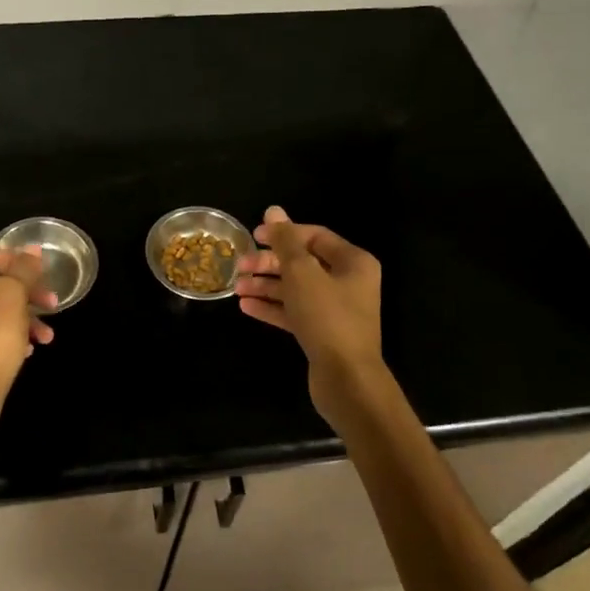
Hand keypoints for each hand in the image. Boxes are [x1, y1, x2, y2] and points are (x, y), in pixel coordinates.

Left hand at [0, 246, 56, 442]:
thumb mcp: (12, 296)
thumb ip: (22, 270)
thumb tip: (31, 250)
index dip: (18, 260)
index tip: (43, 273)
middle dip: (27, 292)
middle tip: (53, 303)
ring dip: (25, 318)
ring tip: (48, 336)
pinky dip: (11, 337)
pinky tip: (30, 350)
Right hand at [235, 206, 385, 422]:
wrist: (347, 379)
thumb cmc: (326, 318)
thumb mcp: (301, 273)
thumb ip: (285, 241)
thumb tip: (273, 210)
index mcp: (353, 262)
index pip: (313, 236)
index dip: (282, 233)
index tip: (252, 236)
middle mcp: (348, 282)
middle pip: (302, 262)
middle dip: (269, 263)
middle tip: (240, 266)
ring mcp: (336, 309)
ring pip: (296, 289)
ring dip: (266, 286)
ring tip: (236, 288)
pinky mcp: (324, 333)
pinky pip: (295, 312)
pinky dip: (272, 307)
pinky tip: (246, 307)